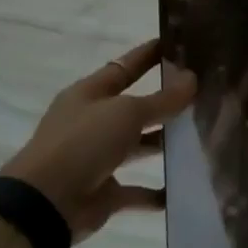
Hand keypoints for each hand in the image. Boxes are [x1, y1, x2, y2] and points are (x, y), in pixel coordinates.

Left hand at [0, 40, 196, 243]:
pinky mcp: (104, 192)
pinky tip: (183, 188)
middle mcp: (92, 123)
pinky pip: (136, 190)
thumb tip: (192, 78)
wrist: (45, 204)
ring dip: (164, 143)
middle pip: (134, 108)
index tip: (177, 44)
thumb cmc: (83, 143)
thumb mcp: (127, 112)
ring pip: (138, 146)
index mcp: (90, 94)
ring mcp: (97, 158)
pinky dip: (157, 193)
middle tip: (202, 92)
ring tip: (202, 136)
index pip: (125, 67)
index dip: (148, 55)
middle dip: (164, 101)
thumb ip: (162, 99)